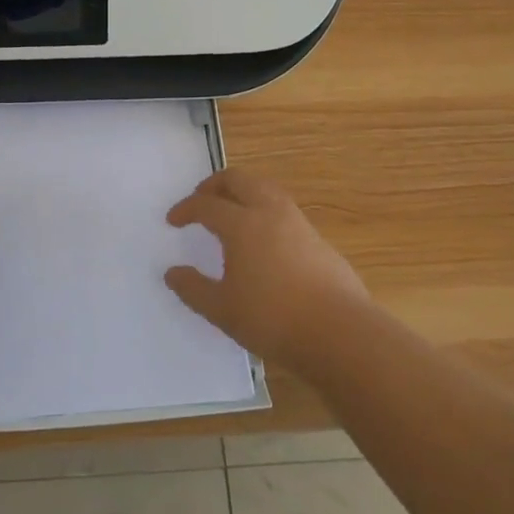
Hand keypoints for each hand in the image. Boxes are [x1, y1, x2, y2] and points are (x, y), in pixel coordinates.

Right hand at [164, 169, 369, 372]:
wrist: (341, 333)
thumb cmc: (273, 319)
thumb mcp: (222, 310)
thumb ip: (193, 289)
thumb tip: (172, 273)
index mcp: (242, 224)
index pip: (207, 204)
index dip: (186, 209)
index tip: (173, 220)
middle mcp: (270, 213)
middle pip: (239, 180)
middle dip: (215, 185)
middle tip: (201, 199)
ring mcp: (298, 223)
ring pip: (266, 189)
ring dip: (244, 192)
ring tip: (233, 212)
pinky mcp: (318, 240)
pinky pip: (284, 210)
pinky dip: (265, 211)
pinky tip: (264, 239)